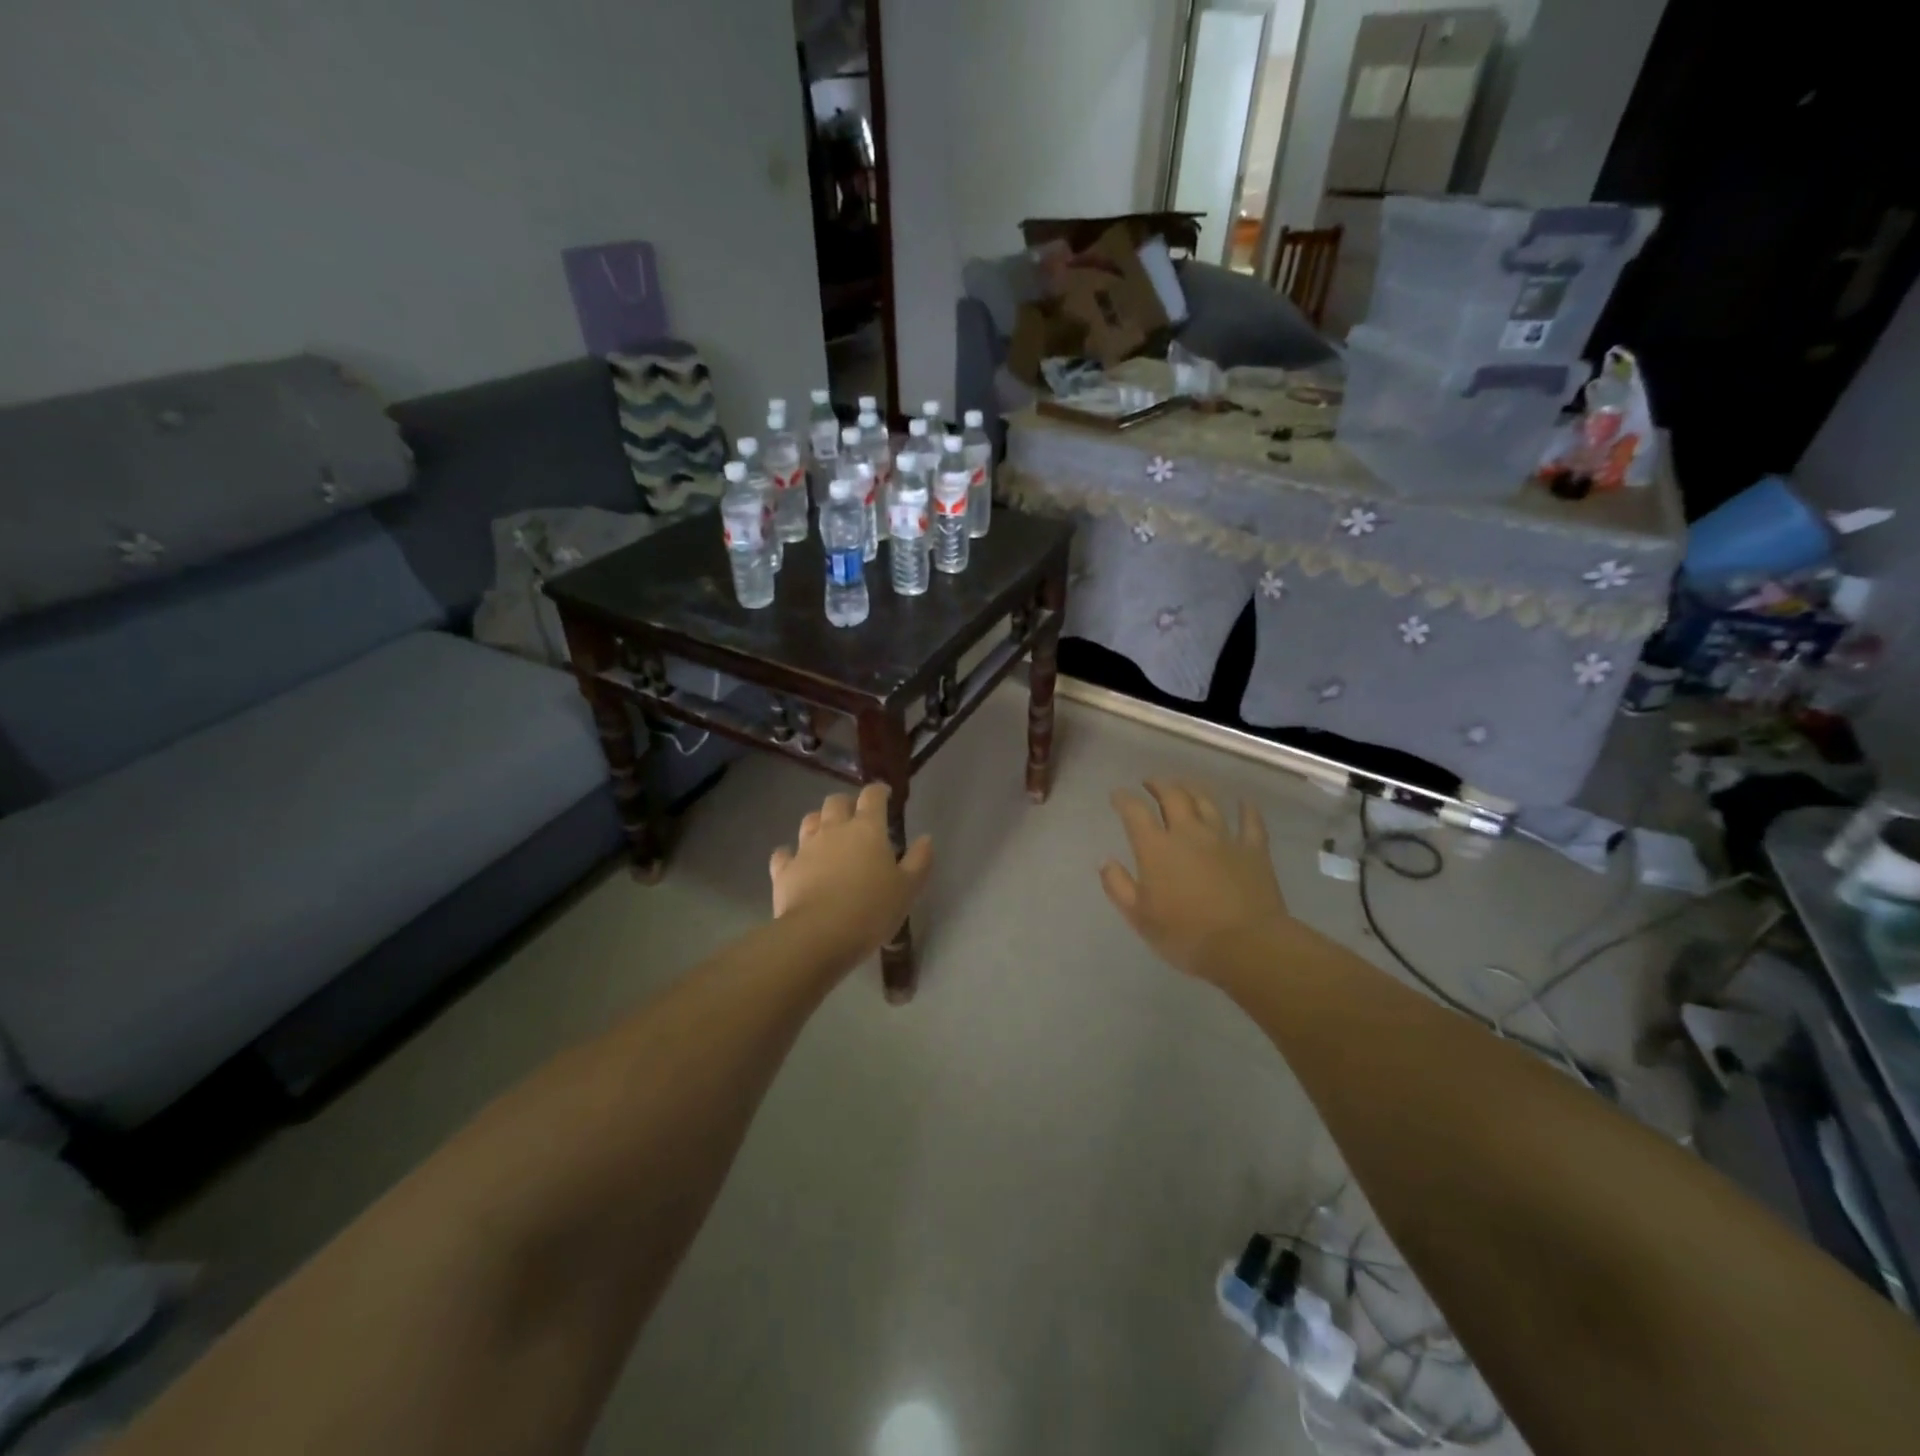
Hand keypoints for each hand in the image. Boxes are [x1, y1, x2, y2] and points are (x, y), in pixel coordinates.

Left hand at [770, 784, 932, 972]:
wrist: (819, 935)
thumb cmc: (871, 909)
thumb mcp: (907, 888)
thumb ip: (919, 860)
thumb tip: (926, 838)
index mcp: (867, 829)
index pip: (872, 796)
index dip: (879, 791)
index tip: (885, 795)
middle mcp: (834, 829)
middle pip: (836, 801)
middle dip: (846, 803)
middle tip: (855, 816)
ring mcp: (805, 848)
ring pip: (809, 821)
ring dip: (819, 822)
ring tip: (827, 834)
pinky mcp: (784, 870)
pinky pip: (784, 853)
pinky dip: (790, 853)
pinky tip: (794, 861)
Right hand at [1101, 780, 1290, 981]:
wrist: (1247, 945)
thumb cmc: (1186, 935)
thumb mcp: (1140, 917)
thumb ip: (1118, 886)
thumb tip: (1105, 861)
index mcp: (1157, 848)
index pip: (1135, 812)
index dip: (1124, 799)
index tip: (1117, 795)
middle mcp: (1189, 833)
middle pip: (1173, 796)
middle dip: (1158, 785)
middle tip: (1150, 783)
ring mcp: (1224, 838)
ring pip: (1207, 801)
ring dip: (1193, 789)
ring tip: (1185, 787)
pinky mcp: (1254, 850)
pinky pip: (1250, 821)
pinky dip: (1246, 809)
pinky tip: (1243, 802)